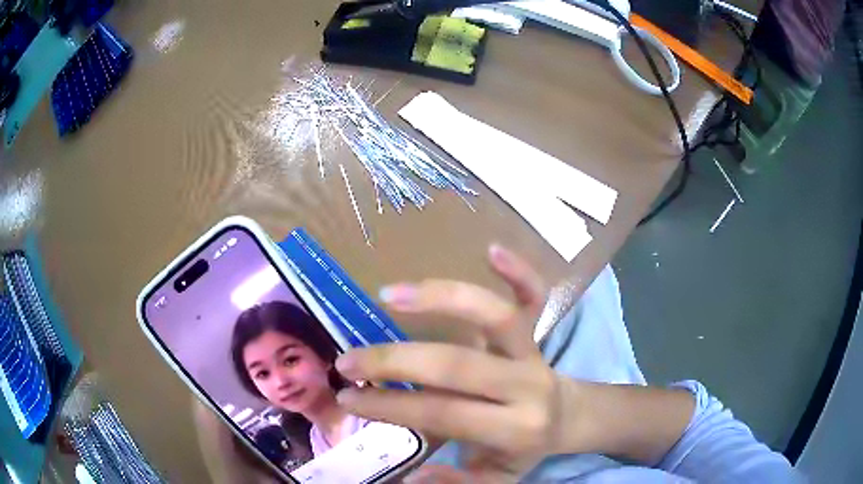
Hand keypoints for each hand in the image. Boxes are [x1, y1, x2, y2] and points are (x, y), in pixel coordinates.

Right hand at [335, 245, 567, 482]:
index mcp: (514, 427)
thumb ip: (459, 482)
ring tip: (388, 294)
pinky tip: (490, 250)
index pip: (443, 412)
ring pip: (495, 316)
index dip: (390, 405)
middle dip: (394, 360)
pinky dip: (518, 270)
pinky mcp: (538, 328)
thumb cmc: (526, 450)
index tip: (348, 396)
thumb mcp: (497, 481)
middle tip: (349, 359)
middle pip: (457, 364)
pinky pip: (534, 295)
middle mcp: (525, 384)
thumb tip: (412, 476)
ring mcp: (532, 350)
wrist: (570, 418)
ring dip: (441, 299)